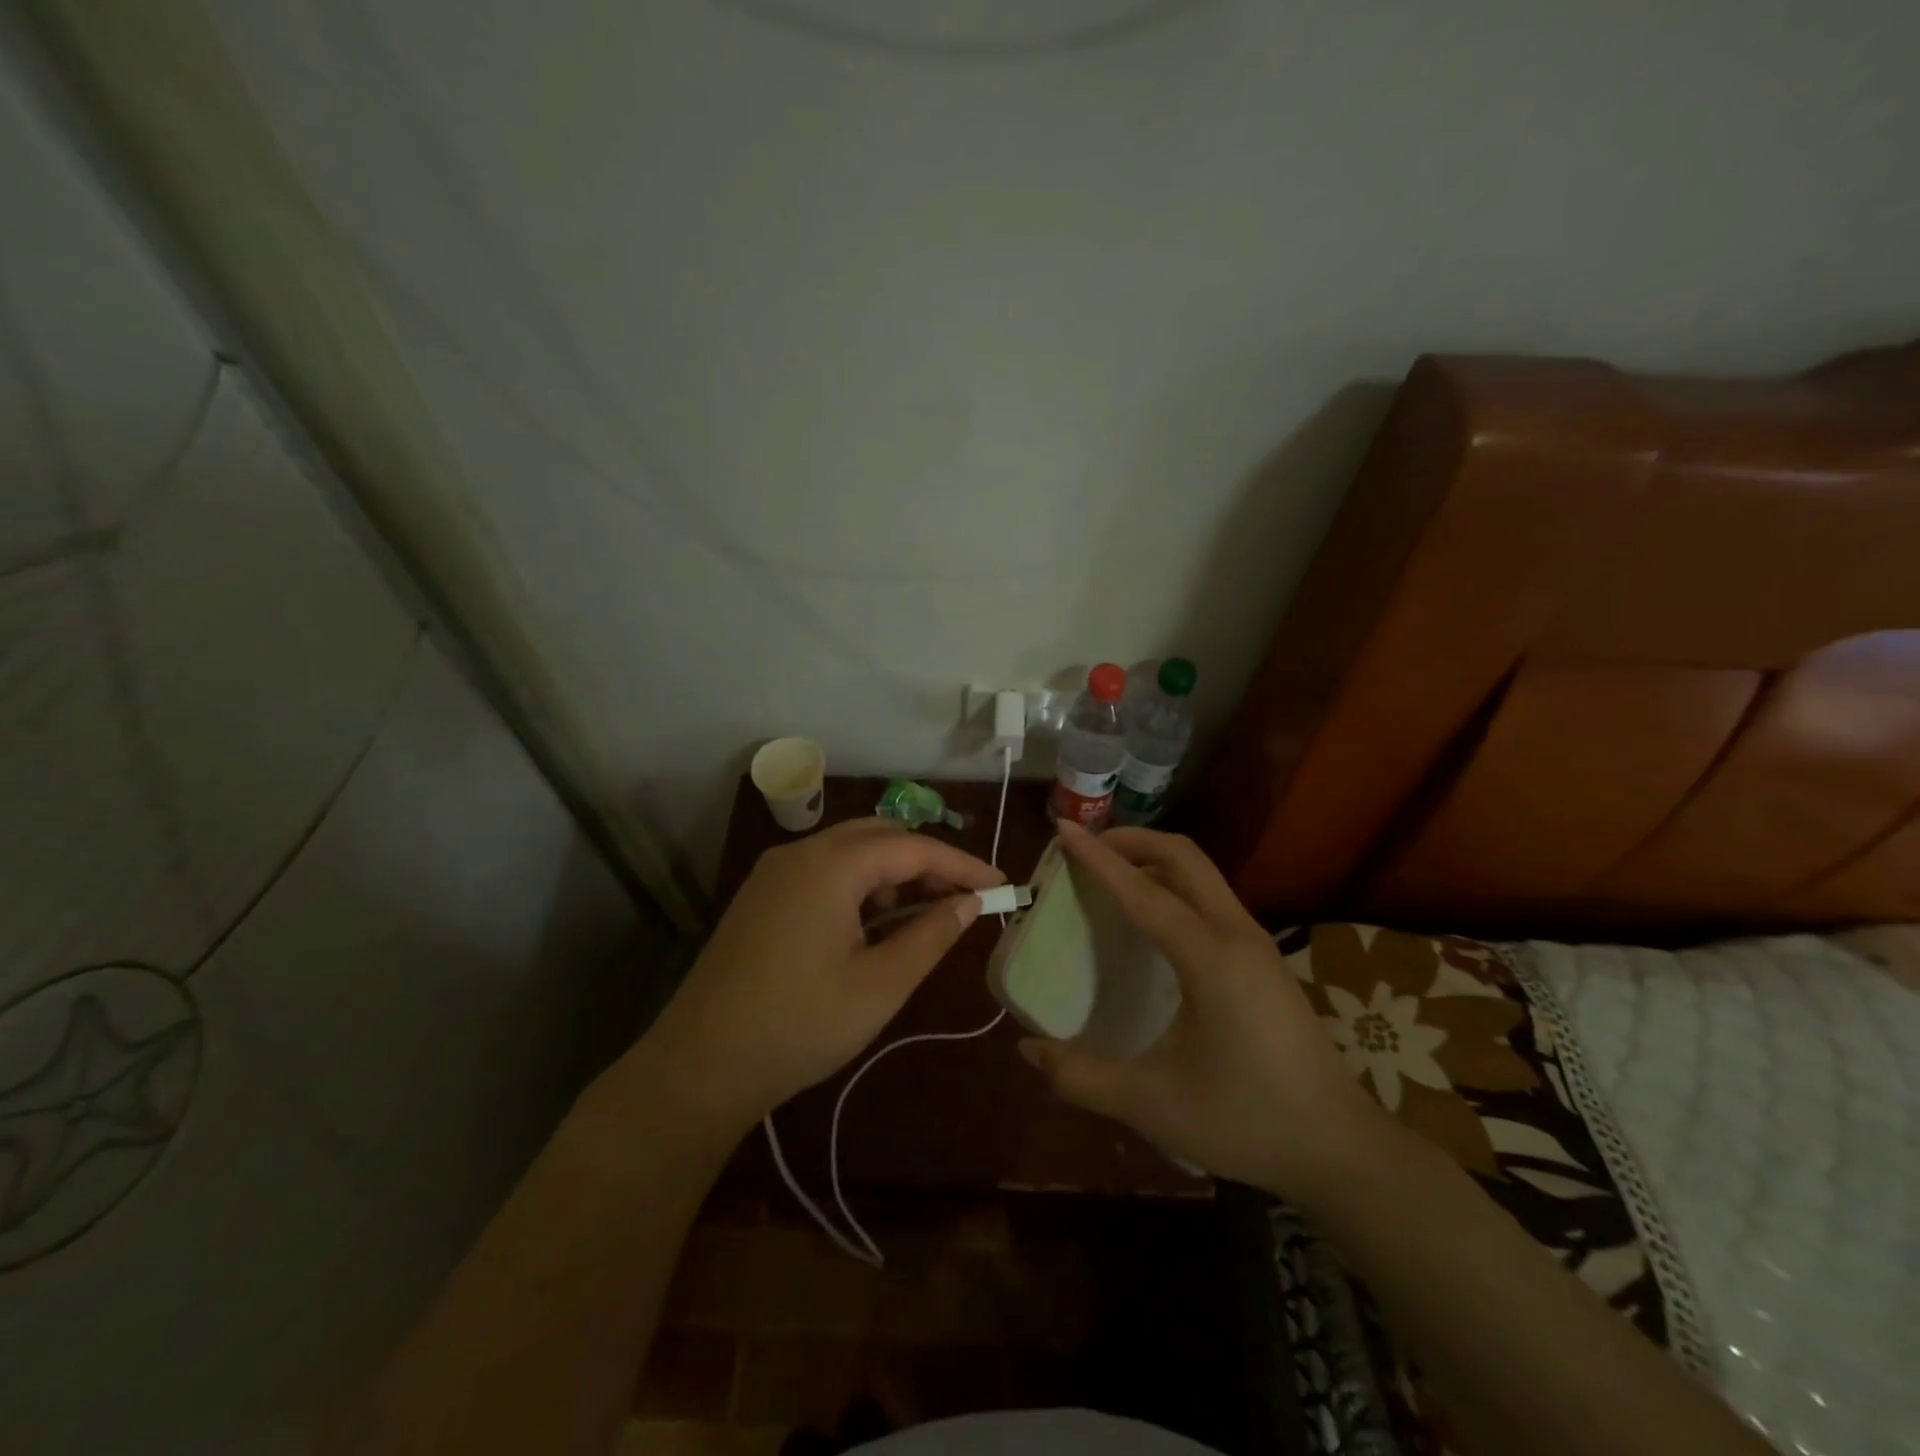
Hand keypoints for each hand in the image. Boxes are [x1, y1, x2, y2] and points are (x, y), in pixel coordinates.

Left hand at [633, 818, 1004, 1136]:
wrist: (699, 1065)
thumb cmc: (800, 1025)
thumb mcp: (880, 985)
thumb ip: (930, 936)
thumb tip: (968, 904)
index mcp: (830, 865)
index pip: (913, 848)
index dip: (962, 865)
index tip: (1001, 885)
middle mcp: (800, 852)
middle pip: (879, 836)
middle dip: (927, 861)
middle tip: (965, 897)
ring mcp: (774, 872)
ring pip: (849, 850)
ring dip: (892, 872)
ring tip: (923, 912)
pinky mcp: (761, 895)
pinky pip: (822, 870)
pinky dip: (859, 884)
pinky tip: (872, 921)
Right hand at [1020, 823, 1385, 1195]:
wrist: (1338, 1148)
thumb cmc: (1245, 1120)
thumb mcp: (1152, 1104)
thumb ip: (1082, 1077)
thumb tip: (1028, 1050)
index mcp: (1211, 959)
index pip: (1144, 891)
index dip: (1098, 858)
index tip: (1062, 829)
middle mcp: (1236, 935)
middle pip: (1183, 856)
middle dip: (1131, 841)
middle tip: (1085, 850)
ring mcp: (1256, 943)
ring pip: (1201, 874)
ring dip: (1153, 861)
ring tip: (1109, 877)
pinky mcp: (1262, 958)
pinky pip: (1210, 898)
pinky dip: (1172, 886)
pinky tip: (1148, 921)